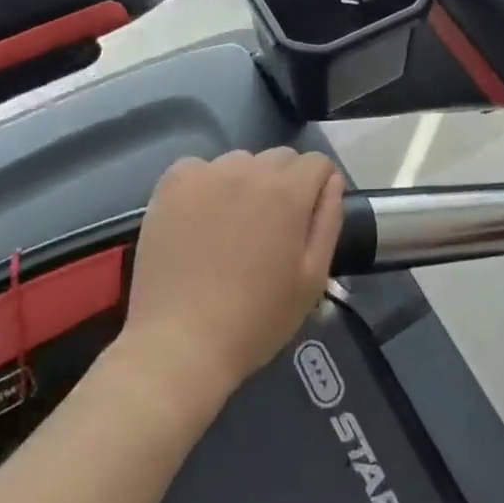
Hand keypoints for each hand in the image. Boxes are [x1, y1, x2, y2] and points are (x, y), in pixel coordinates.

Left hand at [120, 149, 344, 405]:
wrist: (181, 344)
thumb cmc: (257, 318)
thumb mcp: (313, 277)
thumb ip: (329, 219)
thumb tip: (332, 181)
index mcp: (288, 191)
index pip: (317, 162)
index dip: (319, 187)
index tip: (309, 217)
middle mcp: (249, 170)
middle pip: (280, 158)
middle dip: (285, 183)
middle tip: (271, 227)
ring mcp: (206, 174)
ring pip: (240, 162)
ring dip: (245, 183)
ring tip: (233, 225)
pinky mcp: (171, 186)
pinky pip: (198, 168)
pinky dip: (205, 184)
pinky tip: (200, 218)